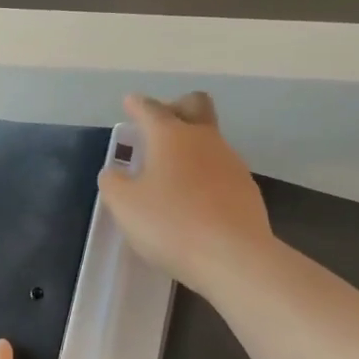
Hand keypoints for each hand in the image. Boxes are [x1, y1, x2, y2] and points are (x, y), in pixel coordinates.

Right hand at [97, 92, 276, 297]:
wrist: (232, 256)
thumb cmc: (169, 223)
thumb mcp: (124, 206)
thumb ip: (113, 184)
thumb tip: (114, 173)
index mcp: (171, 136)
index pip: (151, 109)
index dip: (137, 105)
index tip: (130, 102)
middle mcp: (204, 140)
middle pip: (195, 106)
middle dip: (176, 108)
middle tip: (158, 126)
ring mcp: (230, 162)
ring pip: (209, 140)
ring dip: (190, 147)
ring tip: (171, 173)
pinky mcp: (245, 189)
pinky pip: (220, 170)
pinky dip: (203, 175)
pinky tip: (193, 200)